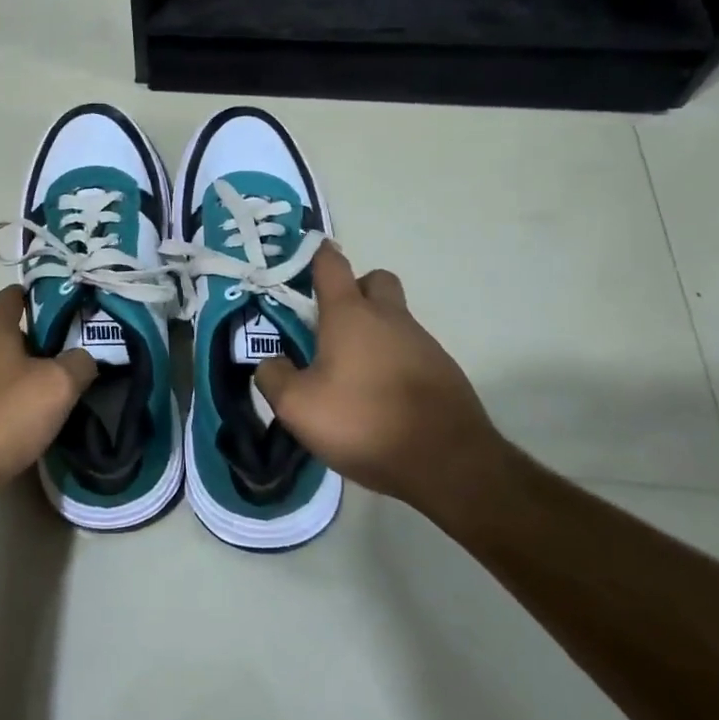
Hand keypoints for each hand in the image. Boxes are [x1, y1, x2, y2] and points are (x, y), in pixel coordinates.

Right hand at [255, 243, 506, 509]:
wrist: (448, 462)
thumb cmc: (365, 421)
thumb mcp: (298, 407)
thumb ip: (274, 377)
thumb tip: (270, 362)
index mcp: (351, 314)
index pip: (331, 264)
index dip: (315, 256)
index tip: (302, 262)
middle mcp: (390, 318)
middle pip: (374, 281)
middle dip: (354, 291)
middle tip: (331, 326)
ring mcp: (423, 343)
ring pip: (394, 319)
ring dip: (373, 334)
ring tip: (351, 377)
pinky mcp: (444, 371)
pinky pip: (411, 352)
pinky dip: (393, 364)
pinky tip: (380, 400)